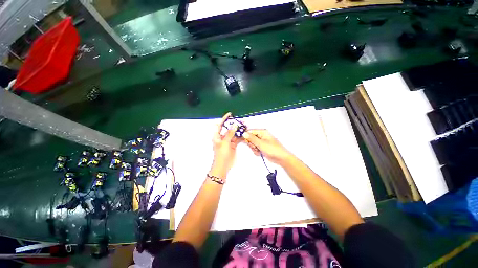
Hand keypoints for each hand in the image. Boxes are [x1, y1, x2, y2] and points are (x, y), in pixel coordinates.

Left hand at [210, 112, 239, 179]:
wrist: (223, 165)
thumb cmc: (221, 154)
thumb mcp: (225, 142)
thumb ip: (230, 133)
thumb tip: (234, 125)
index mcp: (217, 136)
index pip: (220, 125)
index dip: (224, 119)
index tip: (230, 114)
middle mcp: (222, 137)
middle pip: (228, 129)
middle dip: (234, 124)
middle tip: (241, 121)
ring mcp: (228, 141)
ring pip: (233, 134)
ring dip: (238, 130)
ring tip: (245, 126)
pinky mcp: (233, 145)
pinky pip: (237, 139)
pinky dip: (240, 136)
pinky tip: (245, 133)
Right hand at [243, 129, 292, 164]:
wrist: (281, 158)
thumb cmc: (272, 149)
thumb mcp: (261, 144)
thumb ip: (252, 139)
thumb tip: (244, 133)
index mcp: (262, 132)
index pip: (250, 132)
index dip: (246, 136)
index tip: (245, 141)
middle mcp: (261, 136)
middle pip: (250, 138)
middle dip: (251, 144)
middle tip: (255, 147)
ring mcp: (261, 142)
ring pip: (252, 144)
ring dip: (254, 148)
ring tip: (259, 151)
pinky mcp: (261, 147)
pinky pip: (255, 148)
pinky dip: (256, 151)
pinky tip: (260, 153)